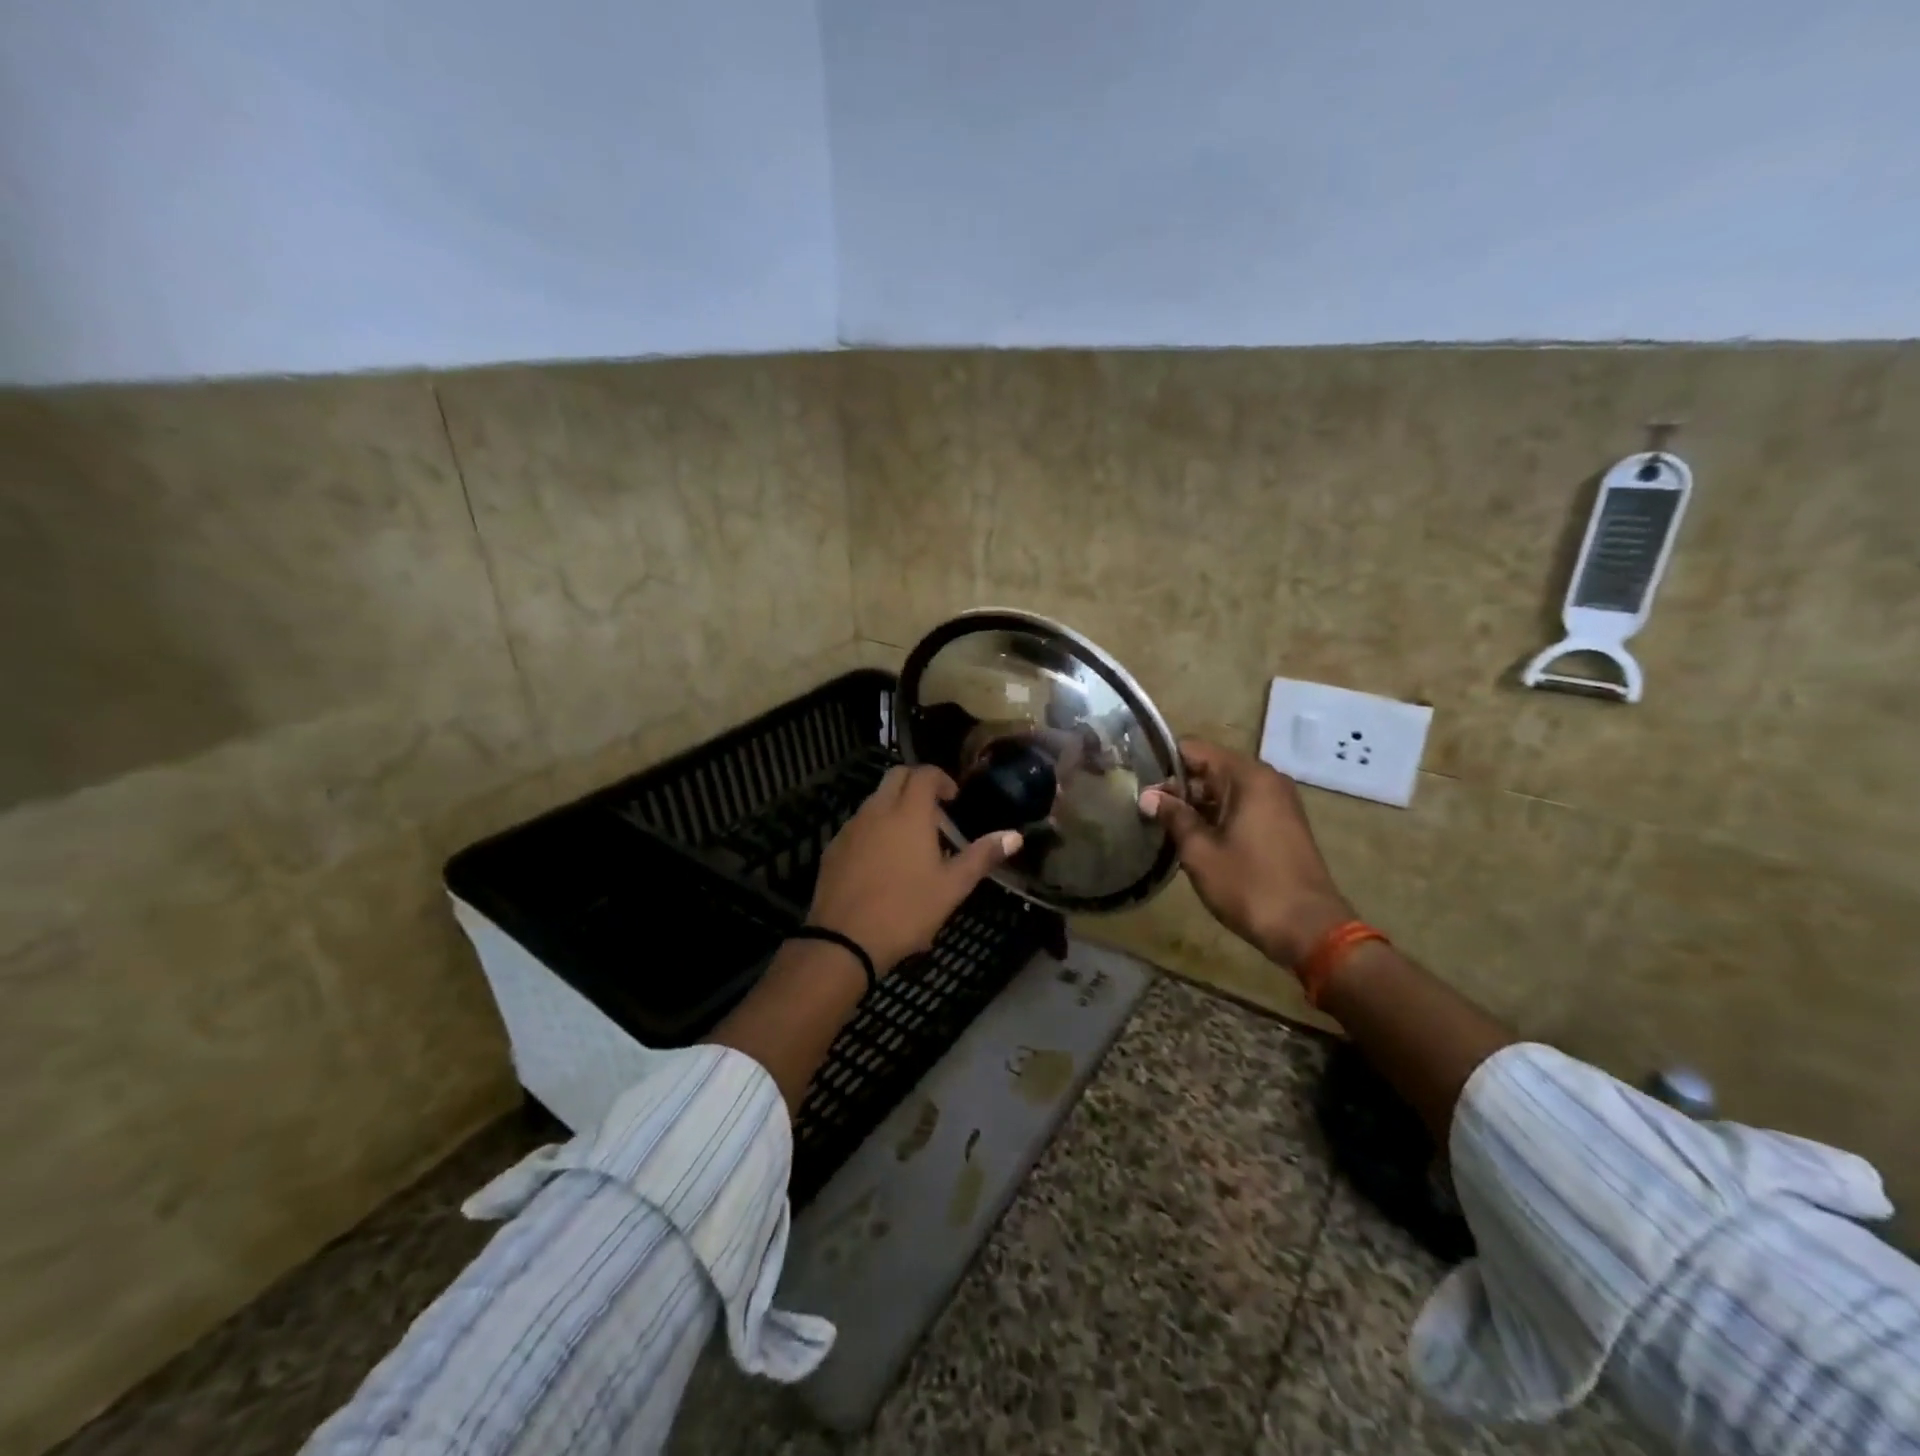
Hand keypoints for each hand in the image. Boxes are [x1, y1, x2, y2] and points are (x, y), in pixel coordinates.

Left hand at [808, 765, 1022, 974]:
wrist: (843, 941)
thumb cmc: (905, 911)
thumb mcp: (952, 887)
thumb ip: (982, 856)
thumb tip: (1015, 836)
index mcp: (909, 813)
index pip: (924, 774)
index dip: (941, 779)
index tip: (953, 799)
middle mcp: (877, 811)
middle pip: (896, 776)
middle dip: (917, 783)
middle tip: (935, 812)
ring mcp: (850, 828)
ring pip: (875, 800)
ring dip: (895, 805)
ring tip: (911, 840)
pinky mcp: (833, 848)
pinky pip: (858, 824)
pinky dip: (874, 827)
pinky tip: (882, 861)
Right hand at [1139, 739, 1353, 966]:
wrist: (1308, 929)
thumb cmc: (1249, 885)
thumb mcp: (1200, 851)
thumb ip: (1173, 817)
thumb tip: (1148, 796)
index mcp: (1247, 777)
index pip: (1194, 750)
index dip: (1163, 765)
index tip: (1139, 785)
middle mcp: (1266, 780)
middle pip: (1210, 768)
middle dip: (1178, 788)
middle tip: (1146, 811)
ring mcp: (1278, 802)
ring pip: (1225, 790)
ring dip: (1196, 805)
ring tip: (1164, 827)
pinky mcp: (1282, 824)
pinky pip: (1241, 807)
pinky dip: (1217, 817)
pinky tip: (1194, 840)